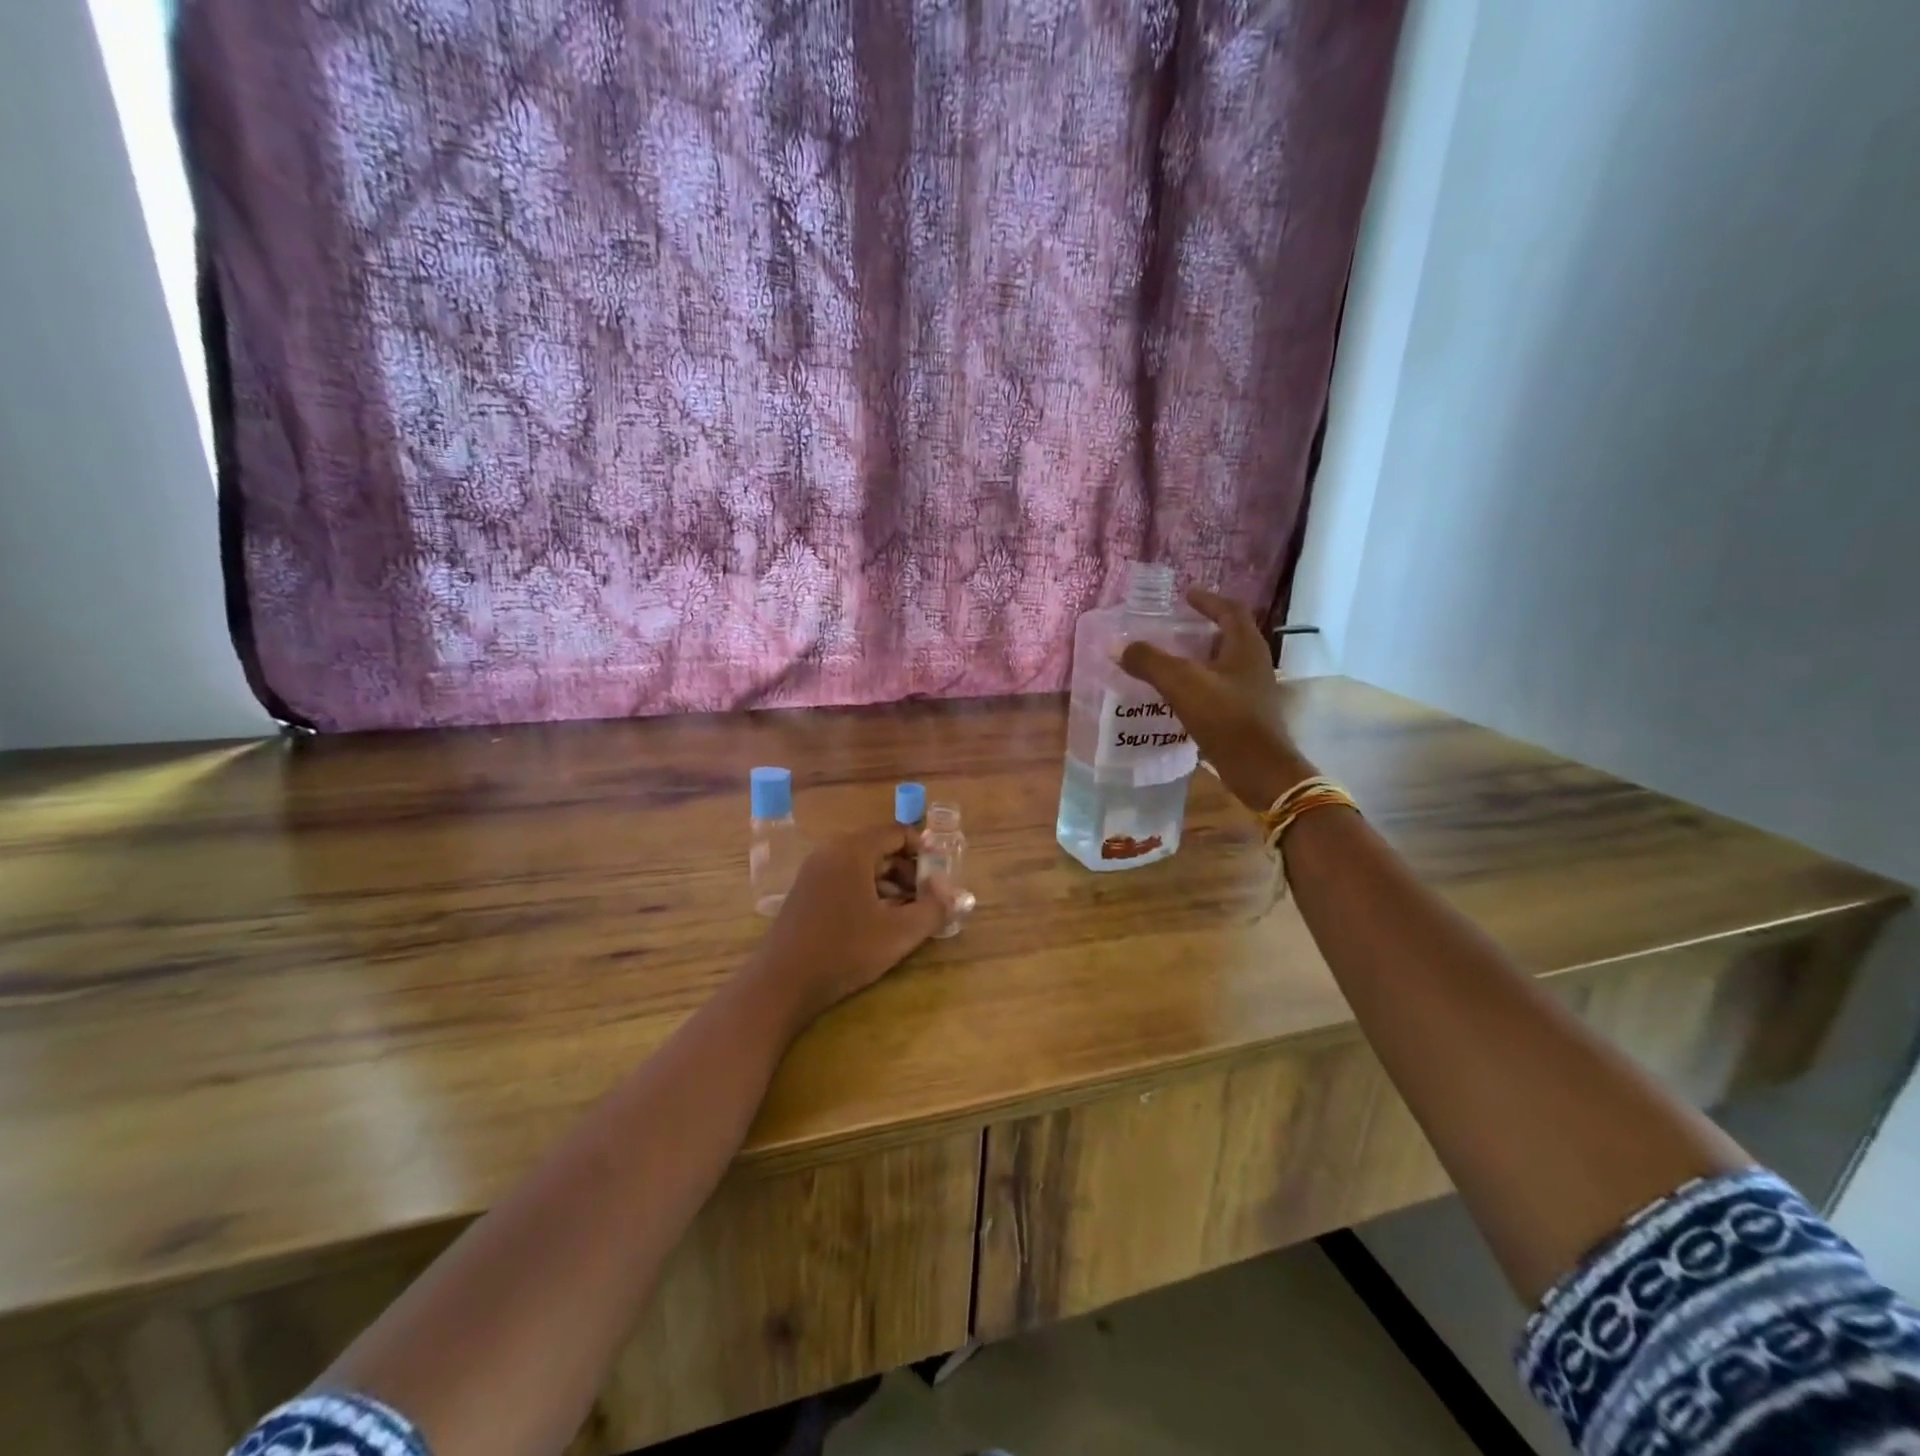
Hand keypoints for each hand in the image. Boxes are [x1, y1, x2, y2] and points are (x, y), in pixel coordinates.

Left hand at [746, 824, 949, 1027]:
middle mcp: (831, 852)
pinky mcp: (805, 893)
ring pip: (863, 866)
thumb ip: (933, 909)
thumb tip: (949, 892)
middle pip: (880, 848)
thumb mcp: (899, 933)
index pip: (897, 832)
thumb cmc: (844, 952)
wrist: (781, 984)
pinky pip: (845, 880)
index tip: (940, 877)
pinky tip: (878, 923)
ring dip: (890, 884)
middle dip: (909, 871)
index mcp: (852, 850)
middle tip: (928, 899)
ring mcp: (813, 872)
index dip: (924, 850)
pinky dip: (867, 893)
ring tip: (908, 915)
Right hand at [1118, 589, 1316, 812]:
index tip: (1186, 596)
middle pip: (1230, 636)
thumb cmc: (1226, 718)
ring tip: (1172, 660)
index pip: (1230, 610)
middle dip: (1203, 629)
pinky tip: (1180, 696)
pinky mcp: (1246, 714)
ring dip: (1201, 657)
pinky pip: (1221, 689)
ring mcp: (1253, 690)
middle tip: (1175, 628)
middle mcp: (1254, 663)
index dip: (1208, 600)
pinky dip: (1200, 684)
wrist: (1259, 769)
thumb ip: (1150, 662)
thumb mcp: (1182, 684)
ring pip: (1225, 664)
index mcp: (1246, 646)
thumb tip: (1118, 647)